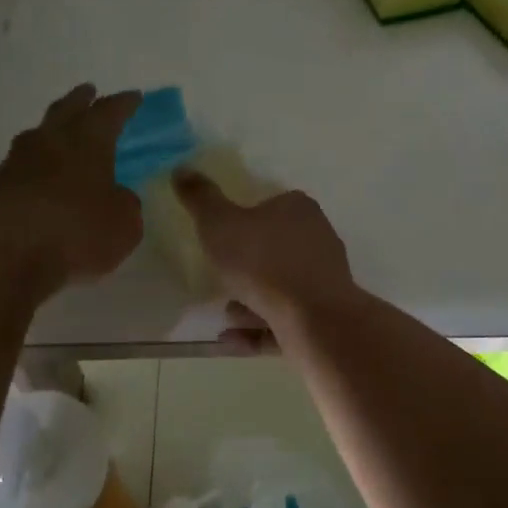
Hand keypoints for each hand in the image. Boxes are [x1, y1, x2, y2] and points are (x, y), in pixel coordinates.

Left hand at [0, 84, 143, 300]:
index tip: (134, 96)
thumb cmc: (75, 235)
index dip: (124, 104)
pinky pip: (20, 166)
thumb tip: (116, 196)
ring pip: (37, 135)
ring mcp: (15, 163)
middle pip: (66, 110)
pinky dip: (34, 166)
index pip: (109, 112)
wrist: (2, 259)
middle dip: (81, 100)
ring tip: (59, 133)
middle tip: (89, 91)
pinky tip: (39, 178)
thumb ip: (125, 204)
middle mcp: (50, 142)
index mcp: (88, 142)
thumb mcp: (124, 225)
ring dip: (52, 130)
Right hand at [171, 170, 356, 347]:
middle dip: (248, 265)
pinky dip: (259, 327)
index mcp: (298, 209)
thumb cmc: (263, 262)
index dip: (245, 218)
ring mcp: (325, 279)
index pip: (271, 204)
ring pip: (281, 286)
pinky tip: (231, 338)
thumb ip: (201, 198)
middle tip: (219, 276)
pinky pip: (286, 319)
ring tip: (225, 313)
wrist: (313, 319)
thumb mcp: (220, 224)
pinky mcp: (326, 315)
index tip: (222, 237)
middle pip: (277, 247)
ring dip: (252, 300)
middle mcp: (318, 238)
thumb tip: (182, 168)